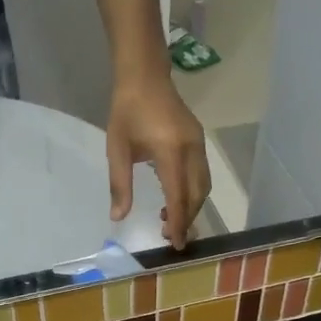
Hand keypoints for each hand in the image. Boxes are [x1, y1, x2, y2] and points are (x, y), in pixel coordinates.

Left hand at [107, 60, 210, 250]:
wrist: (144, 76)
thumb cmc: (126, 112)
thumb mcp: (117, 150)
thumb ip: (120, 185)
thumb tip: (118, 217)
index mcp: (170, 151)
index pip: (179, 195)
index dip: (179, 222)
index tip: (176, 243)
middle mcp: (191, 149)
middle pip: (197, 194)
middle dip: (187, 218)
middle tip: (170, 236)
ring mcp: (199, 144)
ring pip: (203, 185)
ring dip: (191, 206)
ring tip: (171, 221)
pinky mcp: (199, 140)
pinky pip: (202, 174)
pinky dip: (193, 192)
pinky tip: (175, 197)